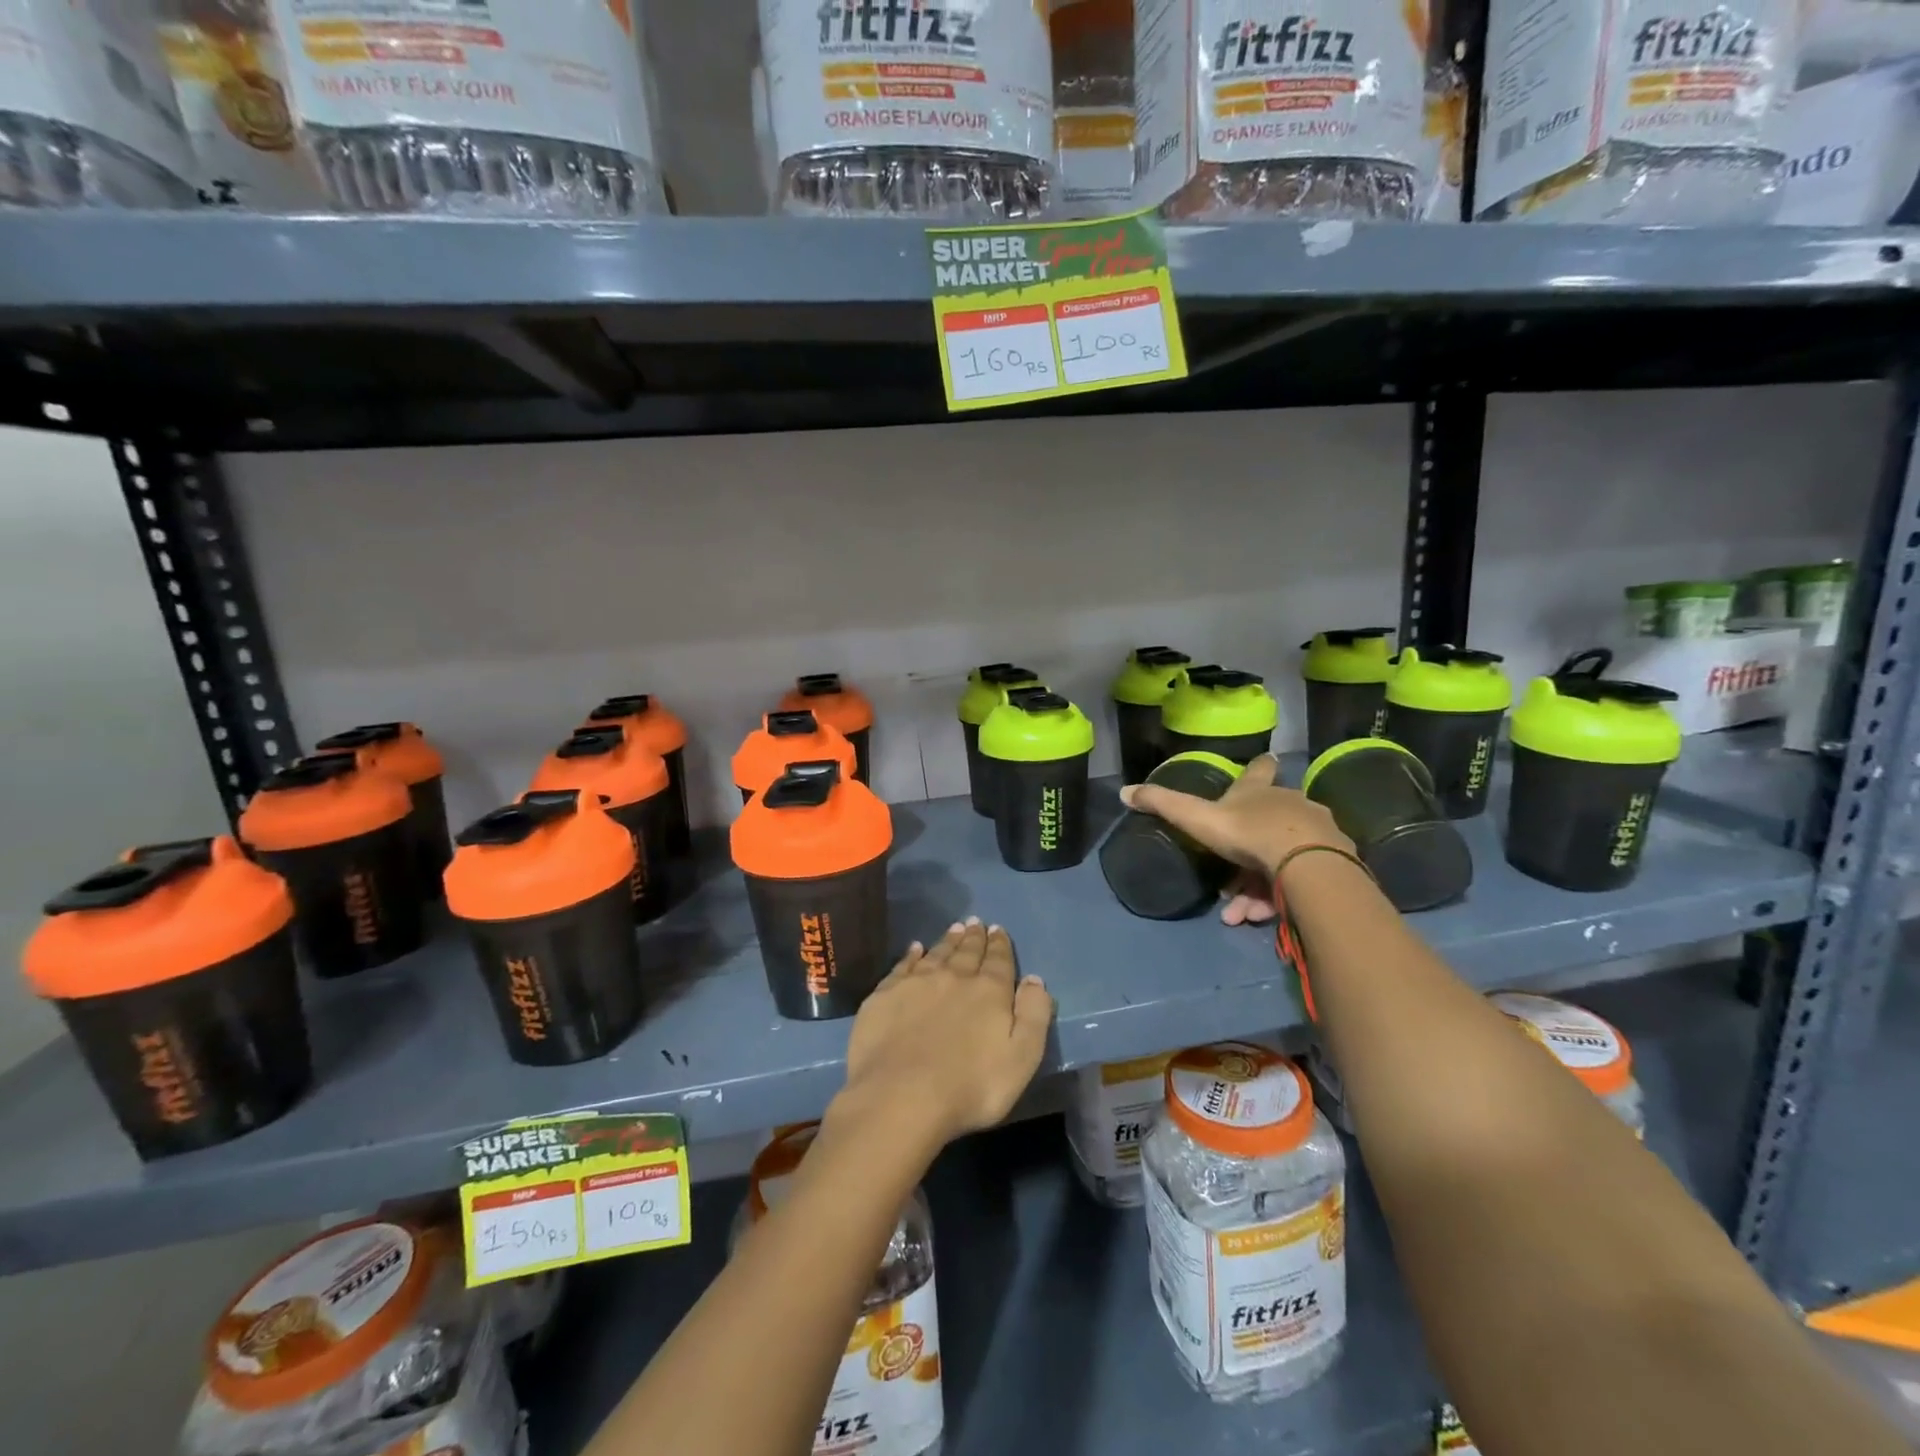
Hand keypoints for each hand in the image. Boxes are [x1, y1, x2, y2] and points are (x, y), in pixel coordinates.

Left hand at [833, 920, 1053, 1153]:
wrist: (901, 1096)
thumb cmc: (971, 1087)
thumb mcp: (1021, 1058)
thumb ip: (1033, 1016)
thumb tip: (1035, 980)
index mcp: (989, 992)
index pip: (999, 961)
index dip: (1000, 945)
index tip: (998, 930)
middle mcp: (954, 977)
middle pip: (967, 952)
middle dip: (974, 937)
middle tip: (976, 923)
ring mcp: (917, 983)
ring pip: (937, 953)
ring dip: (948, 940)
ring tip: (955, 928)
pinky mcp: (885, 995)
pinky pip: (903, 965)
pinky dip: (912, 954)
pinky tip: (915, 948)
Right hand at [1119, 755, 1354, 923]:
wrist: (1308, 864)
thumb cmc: (1248, 833)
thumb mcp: (1197, 819)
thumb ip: (1163, 805)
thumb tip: (1124, 791)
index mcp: (1260, 791)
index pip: (1260, 770)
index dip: (1258, 767)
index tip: (1263, 762)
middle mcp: (1291, 805)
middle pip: (1269, 822)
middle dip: (1245, 854)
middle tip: (1226, 886)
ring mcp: (1317, 832)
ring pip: (1283, 857)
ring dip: (1256, 888)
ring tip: (1239, 914)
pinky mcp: (1334, 863)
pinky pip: (1301, 879)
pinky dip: (1279, 897)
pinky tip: (1259, 918)